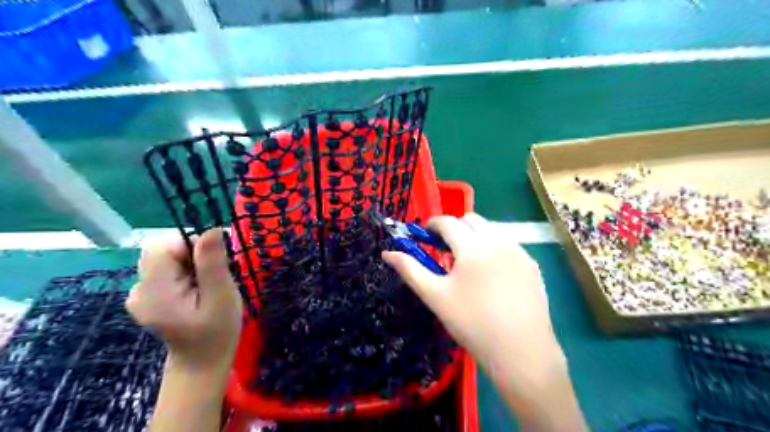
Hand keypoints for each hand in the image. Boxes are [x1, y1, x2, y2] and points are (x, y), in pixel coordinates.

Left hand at [126, 227, 239, 372]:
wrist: (202, 362)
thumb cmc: (217, 332)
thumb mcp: (222, 296)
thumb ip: (213, 263)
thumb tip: (212, 229)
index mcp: (154, 292)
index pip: (163, 246)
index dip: (191, 245)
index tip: (214, 262)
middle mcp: (138, 289)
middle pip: (162, 250)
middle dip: (192, 253)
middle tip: (212, 276)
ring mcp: (139, 293)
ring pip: (165, 257)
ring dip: (190, 262)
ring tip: (206, 284)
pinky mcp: (146, 294)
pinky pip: (165, 268)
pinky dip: (184, 270)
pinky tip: (196, 288)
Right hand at [379, 212, 564, 395]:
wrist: (520, 352)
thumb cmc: (471, 323)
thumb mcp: (435, 296)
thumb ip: (410, 270)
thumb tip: (387, 253)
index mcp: (473, 247)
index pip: (448, 222)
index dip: (432, 224)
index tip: (425, 235)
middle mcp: (499, 241)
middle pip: (472, 220)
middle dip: (455, 228)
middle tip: (445, 250)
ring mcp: (519, 252)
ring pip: (492, 230)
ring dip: (475, 237)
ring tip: (468, 263)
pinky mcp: (532, 265)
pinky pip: (508, 245)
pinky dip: (494, 249)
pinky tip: (492, 275)